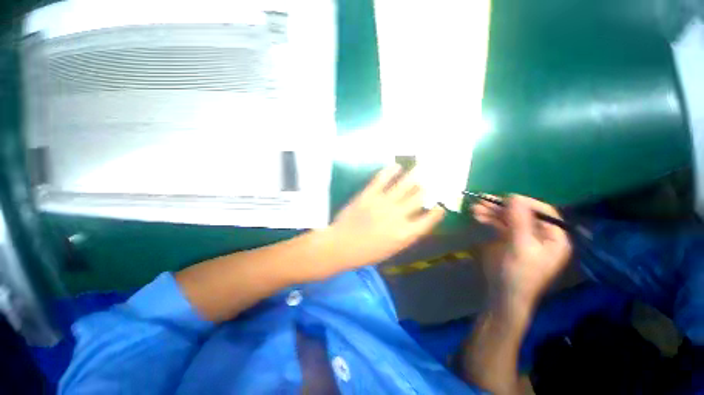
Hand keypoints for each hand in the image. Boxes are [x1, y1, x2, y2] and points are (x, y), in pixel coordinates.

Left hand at [322, 165, 444, 271]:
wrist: (340, 245)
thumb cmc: (365, 253)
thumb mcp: (391, 250)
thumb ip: (405, 235)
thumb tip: (414, 221)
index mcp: (406, 233)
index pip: (429, 219)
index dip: (437, 211)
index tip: (440, 206)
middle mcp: (398, 215)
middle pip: (419, 197)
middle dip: (427, 188)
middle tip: (431, 181)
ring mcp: (383, 202)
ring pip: (404, 184)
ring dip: (415, 175)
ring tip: (421, 167)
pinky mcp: (369, 194)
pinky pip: (382, 179)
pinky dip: (391, 171)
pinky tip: (397, 166)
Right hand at [473, 195, 570, 311]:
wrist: (503, 293)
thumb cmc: (518, 272)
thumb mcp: (521, 246)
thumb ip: (519, 221)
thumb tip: (514, 196)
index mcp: (553, 237)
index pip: (543, 212)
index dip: (525, 203)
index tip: (505, 199)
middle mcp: (540, 234)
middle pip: (522, 213)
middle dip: (502, 208)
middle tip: (484, 201)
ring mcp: (522, 237)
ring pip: (508, 218)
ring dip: (492, 212)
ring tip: (475, 208)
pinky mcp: (508, 240)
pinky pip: (500, 225)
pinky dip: (489, 219)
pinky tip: (477, 216)